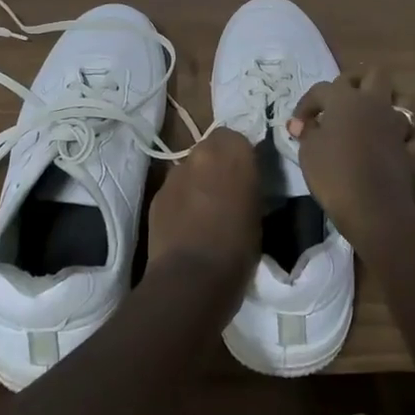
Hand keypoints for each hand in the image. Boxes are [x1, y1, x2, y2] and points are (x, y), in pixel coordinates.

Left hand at [146, 128, 260, 300]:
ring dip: (197, 180)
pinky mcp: (157, 196)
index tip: (245, 175)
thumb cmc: (238, 247)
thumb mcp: (258, 211)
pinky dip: (181, 199)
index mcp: (233, 152)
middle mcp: (201, 154)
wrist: (191, 278)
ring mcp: (175, 174)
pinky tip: (186, 224)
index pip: (236, 136)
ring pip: (189, 167)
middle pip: (210, 147)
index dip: (239, 155)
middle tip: (226, 189)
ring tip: (204, 210)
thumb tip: (243, 182)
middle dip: (216, 163)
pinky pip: (174, 189)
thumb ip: (248, 184)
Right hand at [286, 69, 414, 253]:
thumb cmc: (333, 173)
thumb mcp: (308, 151)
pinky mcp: (412, 150)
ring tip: (373, 120)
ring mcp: (397, 125)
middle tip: (342, 100)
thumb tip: (301, 123)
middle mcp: (374, 103)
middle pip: (374, 74)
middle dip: (358, 81)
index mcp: (345, 99)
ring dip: (390, 106)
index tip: (299, 124)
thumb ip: (306, 132)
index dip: (308, 103)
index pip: (322, 88)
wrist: (372, 206)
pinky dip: (409, 139)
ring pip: (402, 101)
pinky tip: (398, 146)